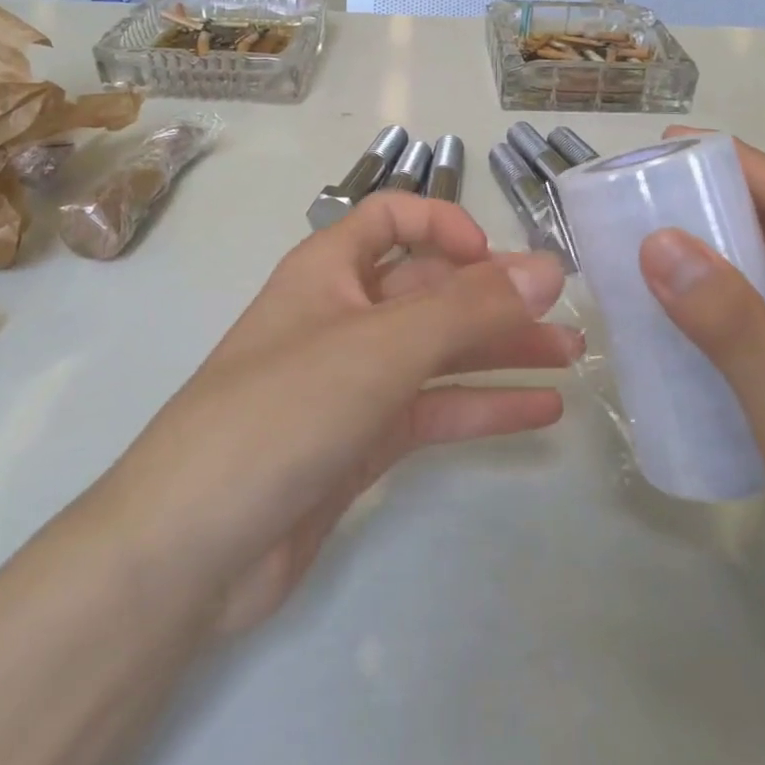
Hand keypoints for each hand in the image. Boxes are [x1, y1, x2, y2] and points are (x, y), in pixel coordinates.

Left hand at [104, 190, 579, 635]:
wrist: (193, 546)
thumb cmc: (284, 409)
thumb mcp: (382, 345)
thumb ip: (469, 307)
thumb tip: (548, 269)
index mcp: (329, 269)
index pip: (392, 218)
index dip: (445, 225)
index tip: (494, 260)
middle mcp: (342, 314)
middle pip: (429, 289)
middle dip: (495, 299)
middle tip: (567, 318)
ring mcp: (352, 381)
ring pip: (438, 351)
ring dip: (500, 351)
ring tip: (572, 359)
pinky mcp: (361, 441)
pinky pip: (433, 409)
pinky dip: (482, 406)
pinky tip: (541, 411)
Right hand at [637, 131, 764, 764]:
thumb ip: (734, 328)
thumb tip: (660, 241)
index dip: (737, 162)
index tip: (665, 148)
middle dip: (711, 203)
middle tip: (636, 200)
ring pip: (759, 289)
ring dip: (703, 262)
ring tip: (634, 255)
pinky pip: (748, 341)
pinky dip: (704, 321)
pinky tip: (662, 338)